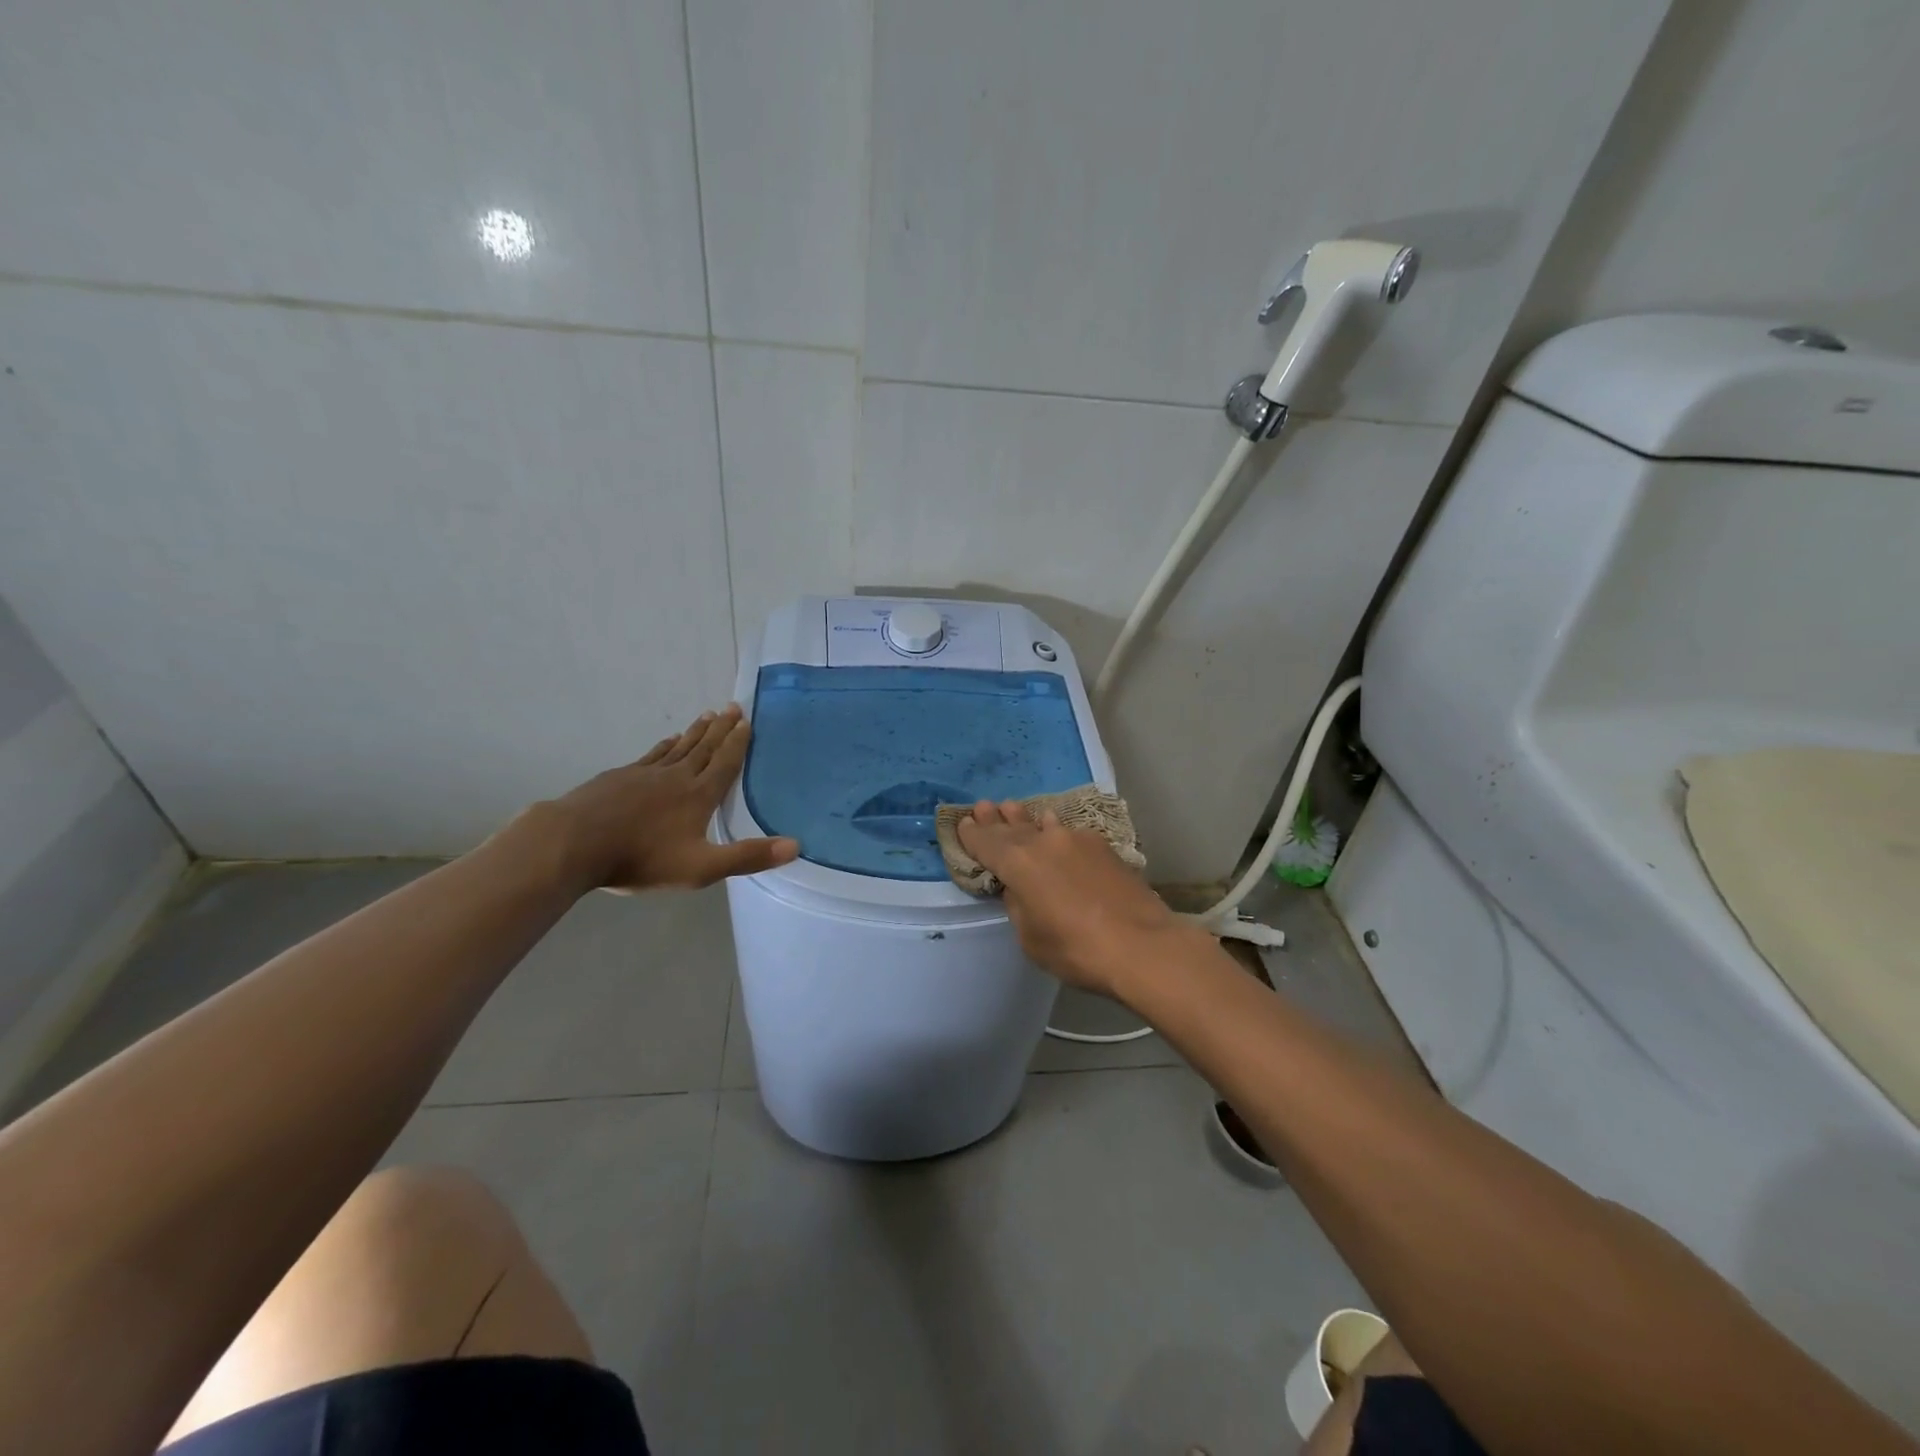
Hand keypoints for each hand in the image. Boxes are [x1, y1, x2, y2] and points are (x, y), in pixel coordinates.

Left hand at [547, 705, 798, 891]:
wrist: (574, 843)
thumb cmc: (641, 858)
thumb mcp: (701, 868)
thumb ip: (747, 857)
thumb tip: (795, 846)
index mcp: (699, 796)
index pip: (725, 763)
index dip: (738, 743)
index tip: (748, 721)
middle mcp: (677, 777)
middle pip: (705, 748)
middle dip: (722, 729)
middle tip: (733, 707)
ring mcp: (645, 774)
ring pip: (679, 747)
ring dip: (697, 732)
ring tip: (708, 715)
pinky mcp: (620, 777)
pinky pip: (652, 755)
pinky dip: (666, 745)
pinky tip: (668, 741)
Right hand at [955, 799, 1202, 996]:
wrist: (1142, 945)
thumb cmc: (1077, 949)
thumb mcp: (1031, 937)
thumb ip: (1019, 905)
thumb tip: (1020, 888)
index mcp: (1017, 863)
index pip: (986, 843)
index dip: (972, 835)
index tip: (963, 824)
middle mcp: (1043, 842)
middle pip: (1012, 828)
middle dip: (996, 820)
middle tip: (983, 806)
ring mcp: (1076, 840)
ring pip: (1041, 825)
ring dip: (1024, 819)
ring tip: (1012, 808)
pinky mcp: (1102, 847)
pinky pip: (1068, 832)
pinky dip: (1054, 830)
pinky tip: (1053, 826)